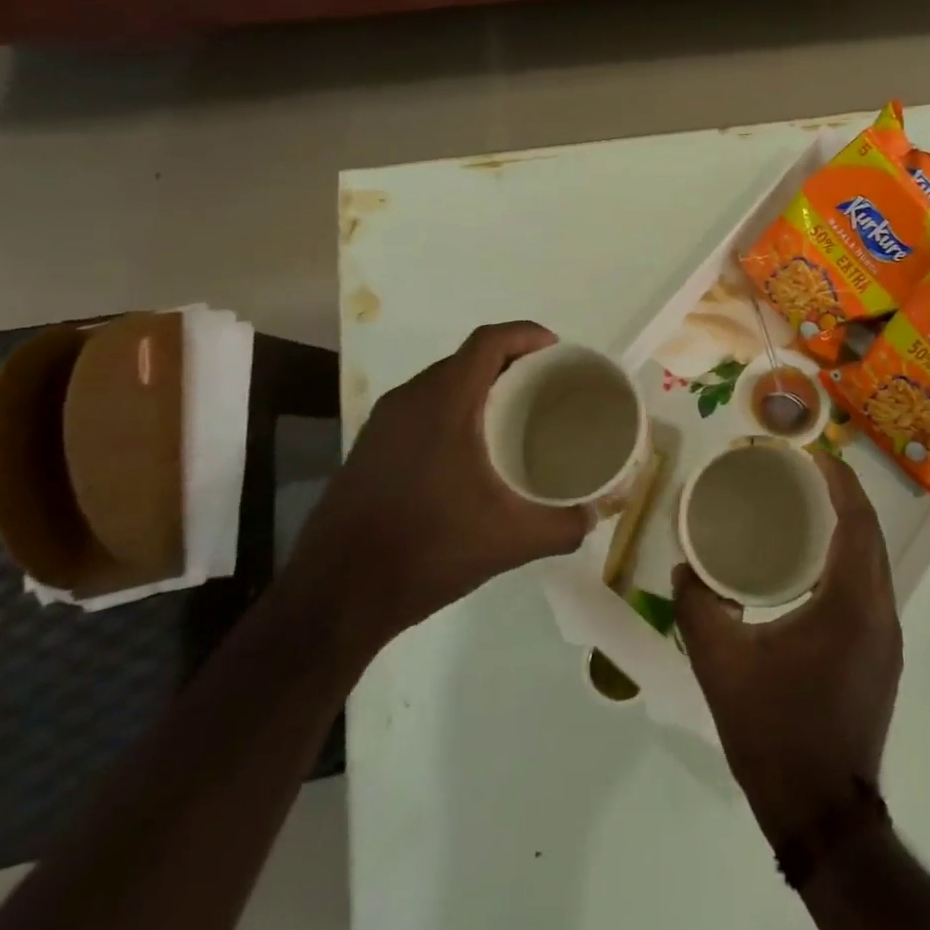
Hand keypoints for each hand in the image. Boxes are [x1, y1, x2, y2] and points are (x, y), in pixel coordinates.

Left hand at [288, 322, 591, 656]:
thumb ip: (561, 526)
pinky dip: (453, 409)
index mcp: (444, 402)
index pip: (489, 341)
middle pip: (466, 358)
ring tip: (515, 414)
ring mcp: (384, 423)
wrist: (335, 595)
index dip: (526, 334)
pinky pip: (421, 408)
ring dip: (479, 387)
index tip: (557, 351)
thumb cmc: (427, 549)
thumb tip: (594, 518)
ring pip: (441, 383)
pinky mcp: (370, 447)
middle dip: (509, 362)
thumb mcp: (509, 540)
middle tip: (545, 386)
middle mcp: (410, 399)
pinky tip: (471, 450)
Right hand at [674, 453, 902, 848]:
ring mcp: (887, 639)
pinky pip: (871, 588)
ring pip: (875, 563)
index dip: (841, 482)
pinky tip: (815, 568)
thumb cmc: (775, 732)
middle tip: (806, 474)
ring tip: (809, 510)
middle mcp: (880, 612)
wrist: (823, 816)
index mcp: (851, 603)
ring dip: (850, 529)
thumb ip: (697, 608)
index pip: (857, 522)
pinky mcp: (882, 659)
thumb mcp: (721, 666)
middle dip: (845, 498)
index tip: (816, 455)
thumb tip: (683, 567)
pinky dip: (850, 561)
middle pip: (871, 536)